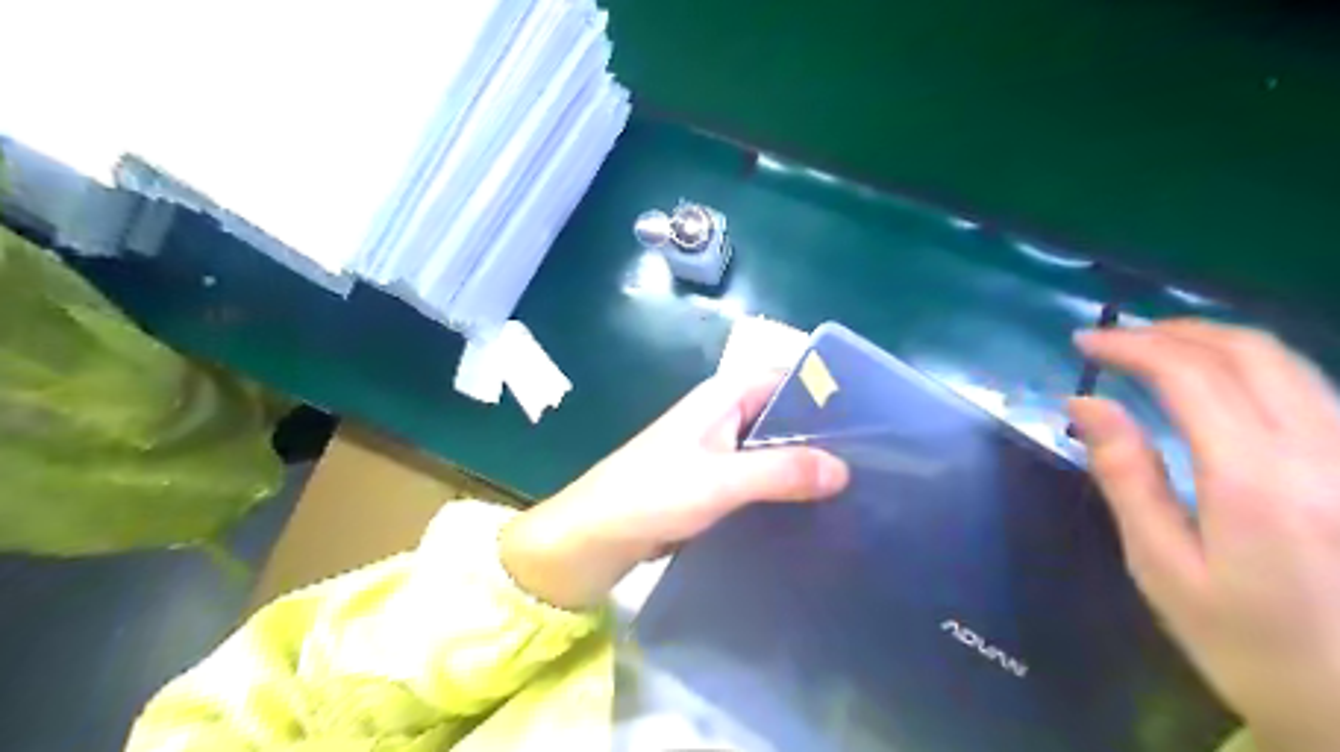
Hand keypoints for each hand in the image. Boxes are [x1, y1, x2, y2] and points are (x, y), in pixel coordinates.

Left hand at [496, 371, 852, 610]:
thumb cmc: (652, 494)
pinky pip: (759, 476)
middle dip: (823, 433)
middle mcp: (724, 414)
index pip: (787, 377)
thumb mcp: (720, 480)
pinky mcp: (714, 481)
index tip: (872, 419)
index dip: (826, 392)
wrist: (595, 537)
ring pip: (773, 446)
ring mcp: (718, 449)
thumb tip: (843, 469)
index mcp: (724, 396)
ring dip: (804, 464)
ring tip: (854, 488)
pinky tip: (812, 509)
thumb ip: (780, 471)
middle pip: (785, 413)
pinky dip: (783, 487)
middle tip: (873, 462)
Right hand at [1070, 318, 1339, 750]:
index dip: (1132, 347)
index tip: (1084, 343)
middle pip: (1249, 353)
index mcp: (1259, 481)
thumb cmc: (1250, 646)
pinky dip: (1249, 366)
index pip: (1191, 377)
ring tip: (1155, 349)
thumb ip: (1127, 477)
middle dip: (1173, 332)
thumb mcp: (1164, 569)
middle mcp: (1323, 452)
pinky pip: (1309, 387)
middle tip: (1116, 339)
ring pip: (1289, 361)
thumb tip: (1085, 404)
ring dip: (1212, 341)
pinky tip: (1215, 381)